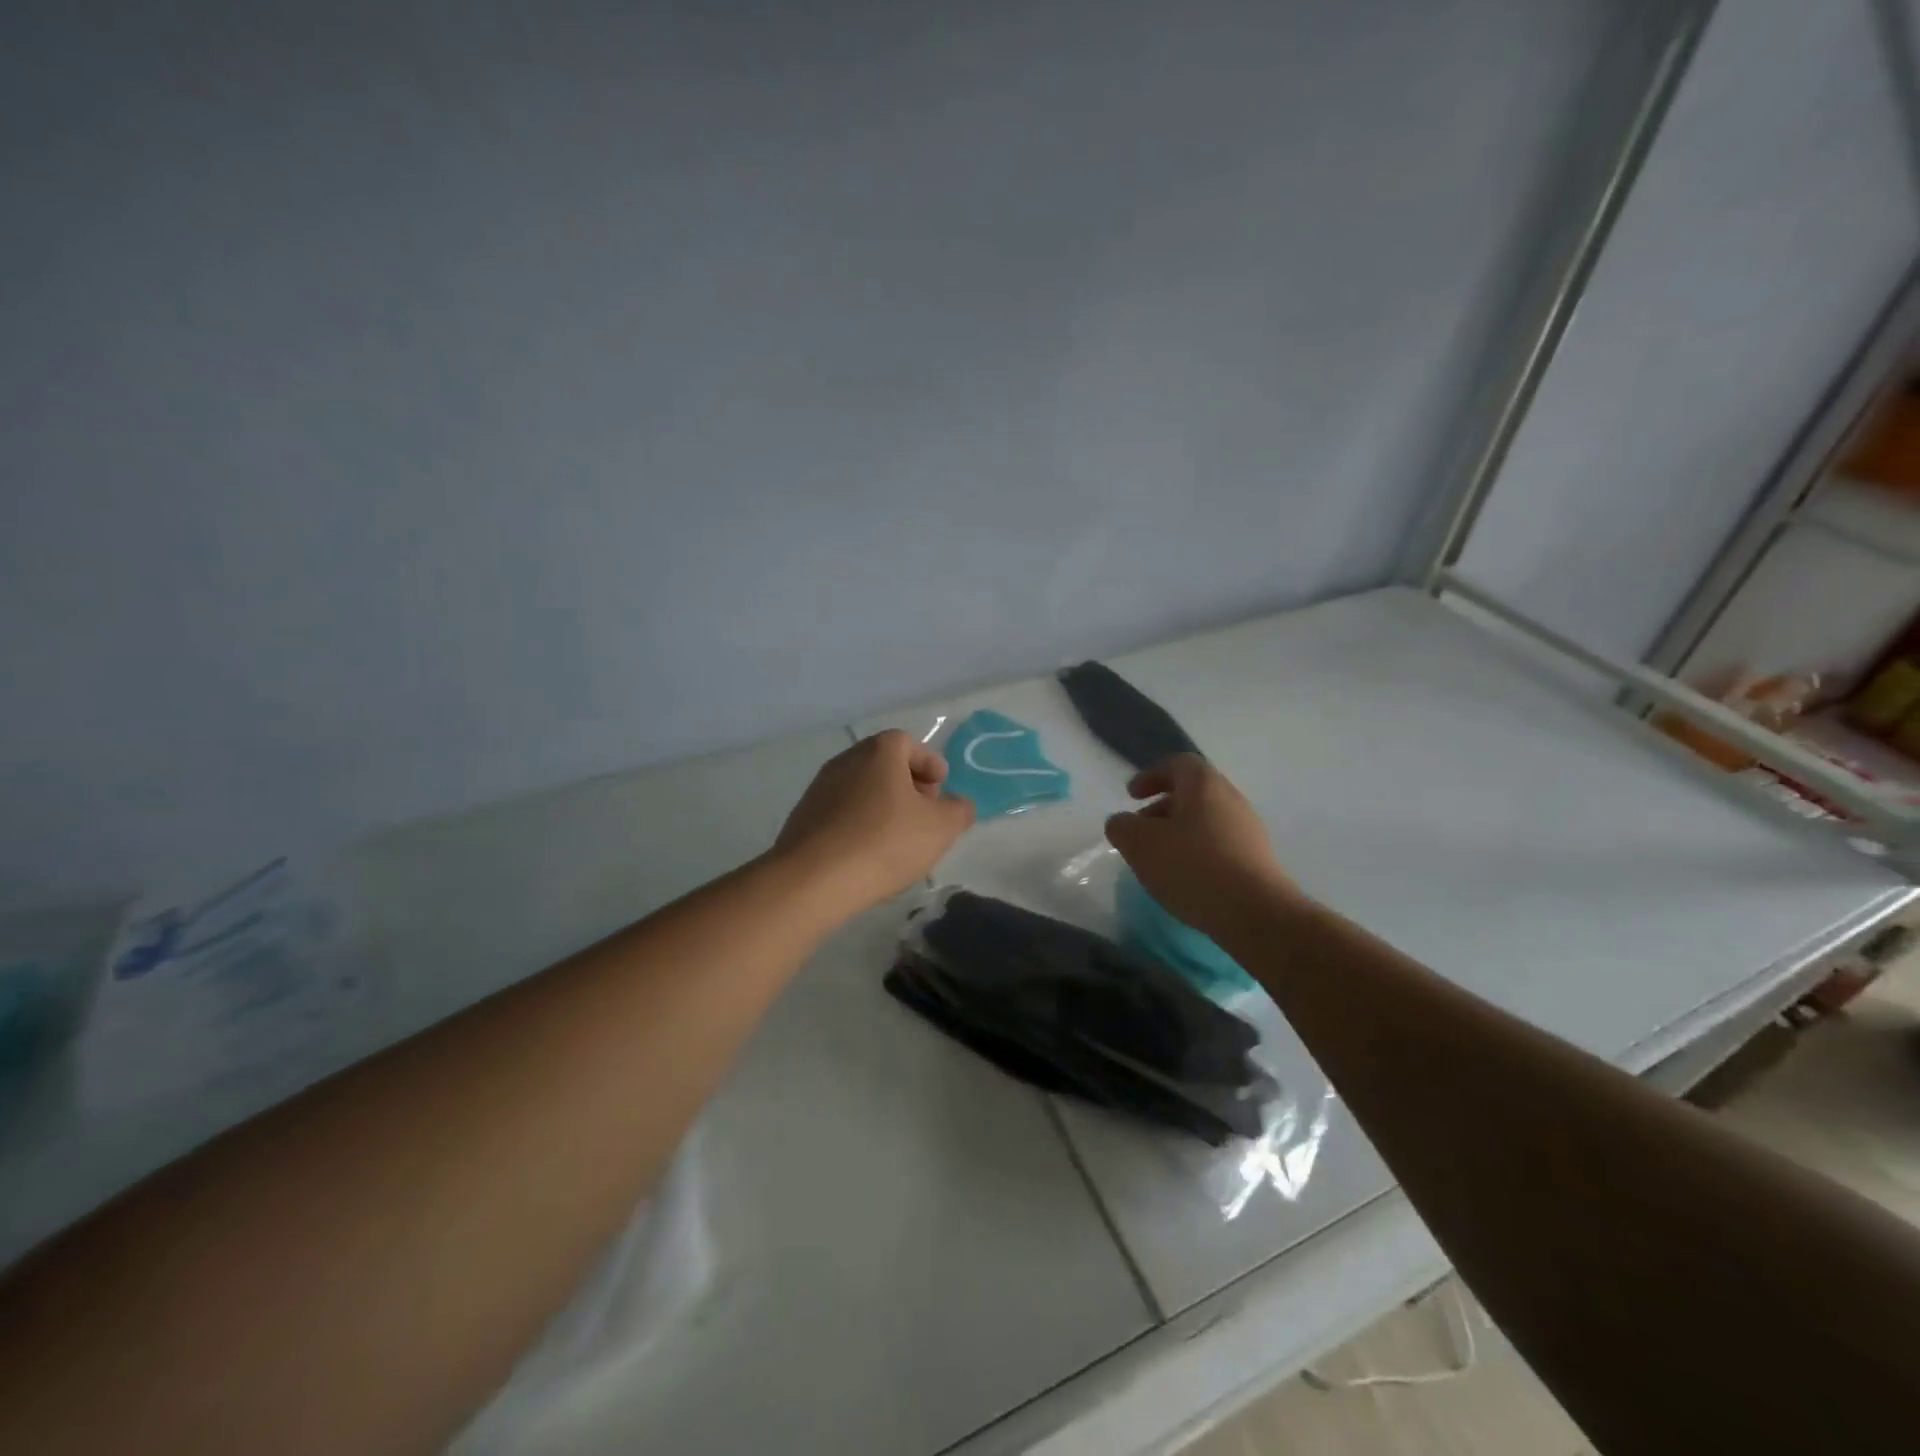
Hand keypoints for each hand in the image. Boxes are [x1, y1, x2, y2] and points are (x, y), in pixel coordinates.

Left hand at [774, 730, 975, 913]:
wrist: (814, 878)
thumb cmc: (885, 842)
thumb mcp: (940, 828)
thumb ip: (959, 811)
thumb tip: (959, 805)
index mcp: (879, 752)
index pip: (908, 742)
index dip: (929, 763)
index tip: (941, 788)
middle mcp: (846, 760)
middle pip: (883, 763)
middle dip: (907, 784)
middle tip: (923, 812)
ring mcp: (819, 788)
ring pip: (861, 788)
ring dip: (882, 805)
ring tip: (898, 838)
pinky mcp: (803, 818)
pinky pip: (841, 812)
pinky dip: (859, 823)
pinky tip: (868, 853)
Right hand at [1104, 754, 1299, 935]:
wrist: (1256, 913)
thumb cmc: (1192, 867)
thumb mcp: (1140, 844)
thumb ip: (1122, 827)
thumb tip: (1122, 822)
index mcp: (1204, 785)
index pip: (1178, 763)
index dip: (1151, 775)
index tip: (1132, 796)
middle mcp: (1231, 799)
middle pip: (1193, 793)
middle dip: (1162, 808)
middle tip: (1141, 830)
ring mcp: (1248, 830)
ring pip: (1206, 820)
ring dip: (1179, 833)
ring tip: (1159, 860)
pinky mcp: (1257, 860)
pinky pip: (1220, 845)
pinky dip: (1197, 853)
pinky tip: (1185, 879)